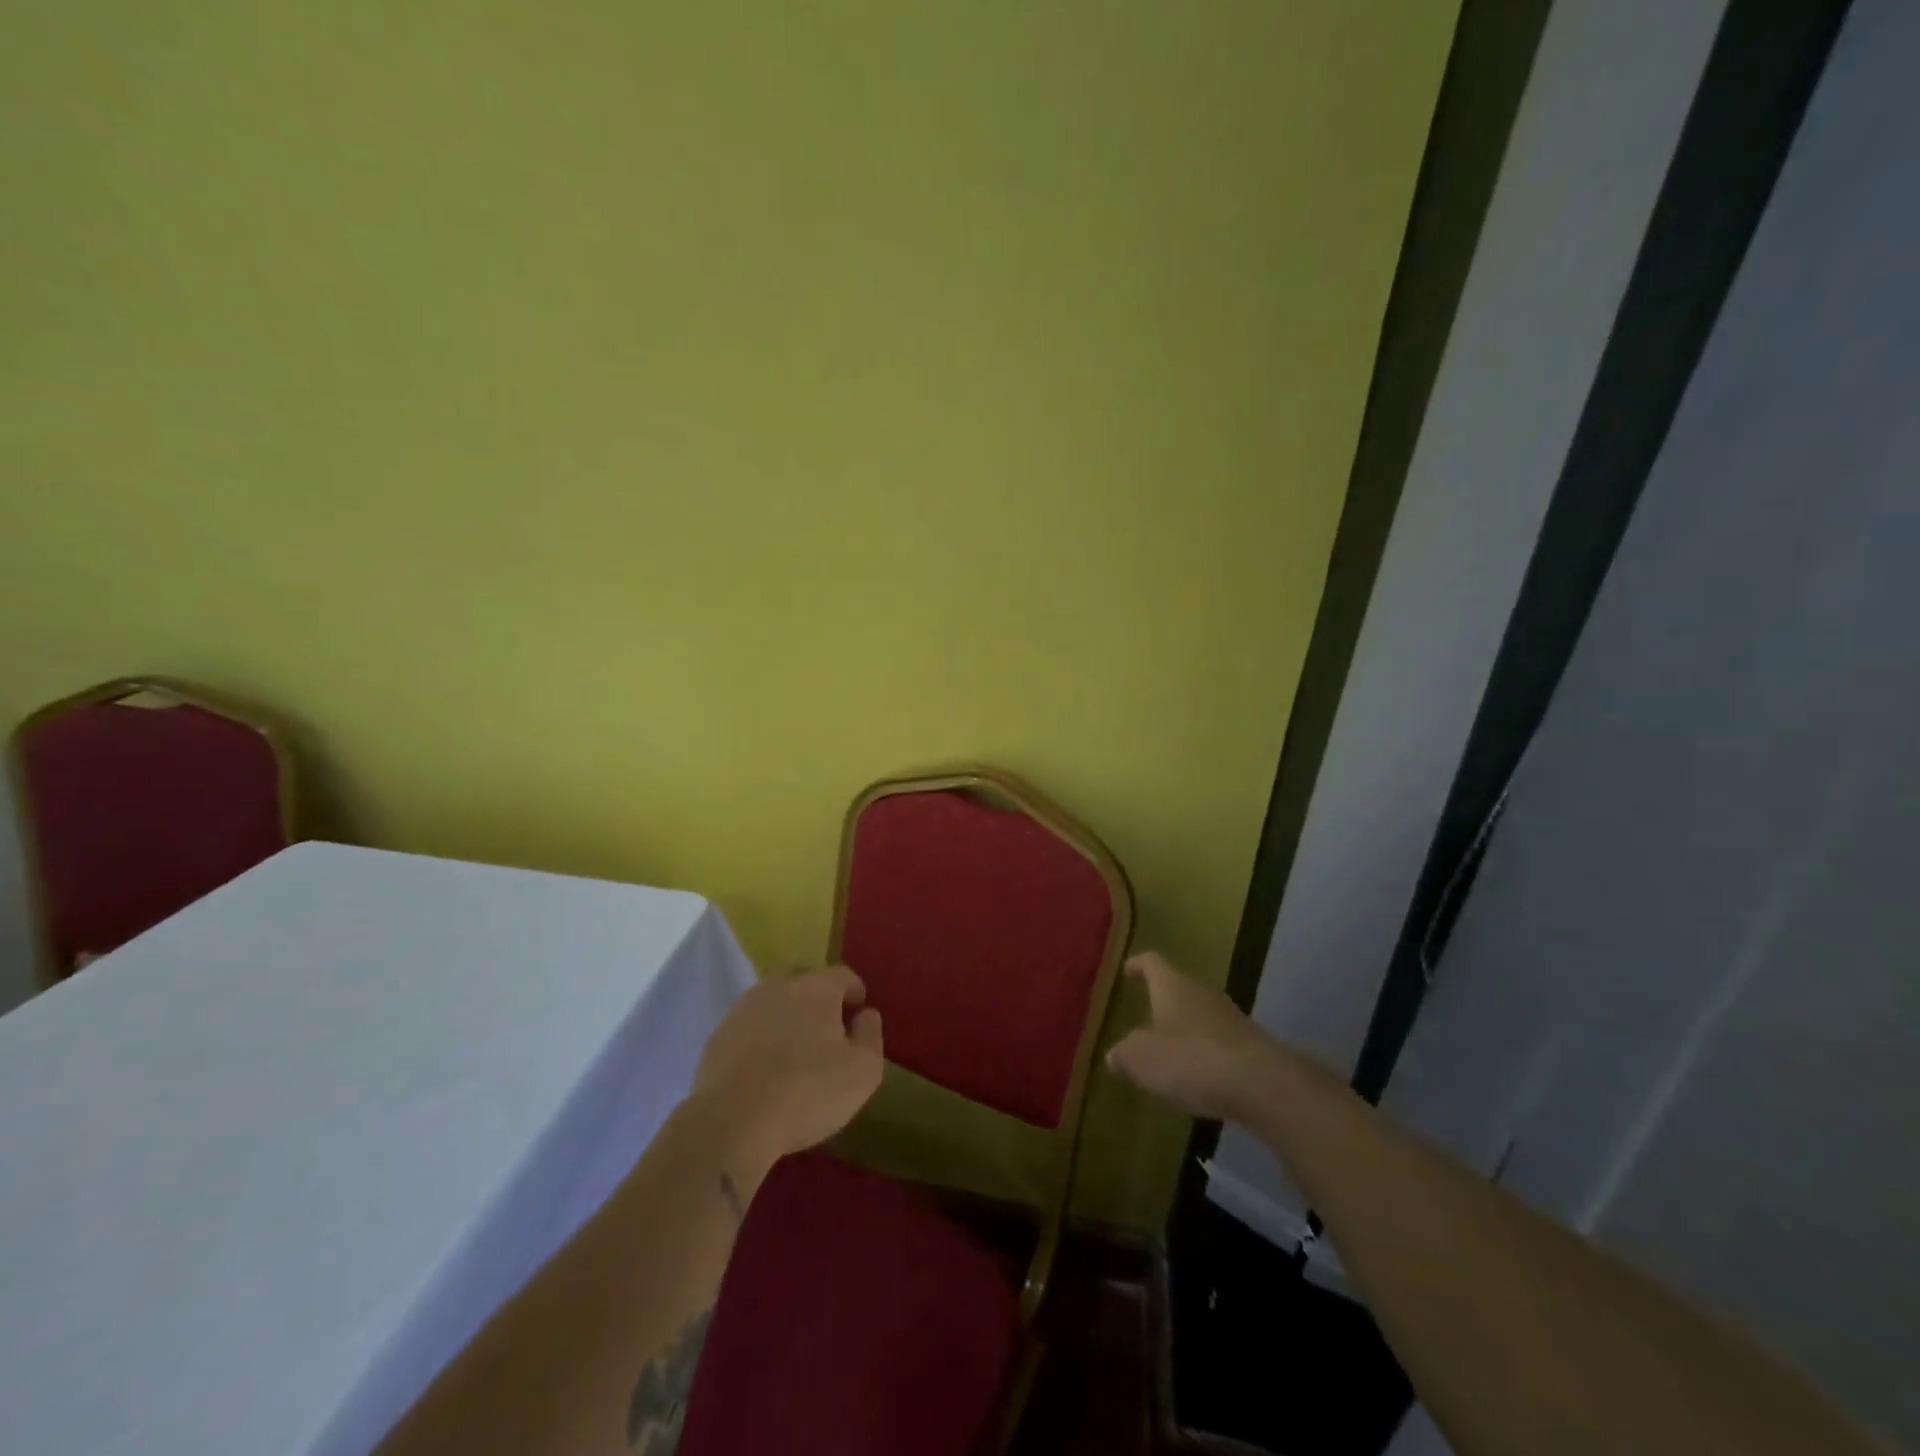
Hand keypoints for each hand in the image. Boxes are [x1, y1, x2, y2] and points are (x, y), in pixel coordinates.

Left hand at [687, 965, 884, 1182]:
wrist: (731, 1122)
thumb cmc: (807, 1092)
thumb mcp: (863, 1071)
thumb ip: (870, 1035)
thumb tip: (865, 1014)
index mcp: (817, 988)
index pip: (843, 975)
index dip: (854, 992)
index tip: (858, 1015)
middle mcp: (780, 986)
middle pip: (805, 982)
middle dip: (819, 1000)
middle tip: (827, 1032)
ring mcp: (744, 1008)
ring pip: (774, 1002)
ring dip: (787, 1018)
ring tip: (794, 1051)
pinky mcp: (718, 1035)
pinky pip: (750, 1027)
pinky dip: (761, 1038)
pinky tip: (764, 1068)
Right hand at [1106, 951, 1281, 1121]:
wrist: (1261, 1084)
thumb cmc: (1190, 1059)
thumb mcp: (1141, 1059)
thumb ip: (1124, 1054)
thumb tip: (1115, 1054)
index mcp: (1172, 986)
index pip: (1152, 963)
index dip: (1138, 965)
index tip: (1128, 969)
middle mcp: (1203, 993)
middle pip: (1179, 988)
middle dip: (1163, 1001)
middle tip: (1146, 1016)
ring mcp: (1232, 1018)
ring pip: (1201, 1015)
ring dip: (1186, 1029)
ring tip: (1170, 1050)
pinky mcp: (1252, 1046)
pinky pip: (1220, 1042)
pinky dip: (1206, 1054)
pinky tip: (1199, 1076)